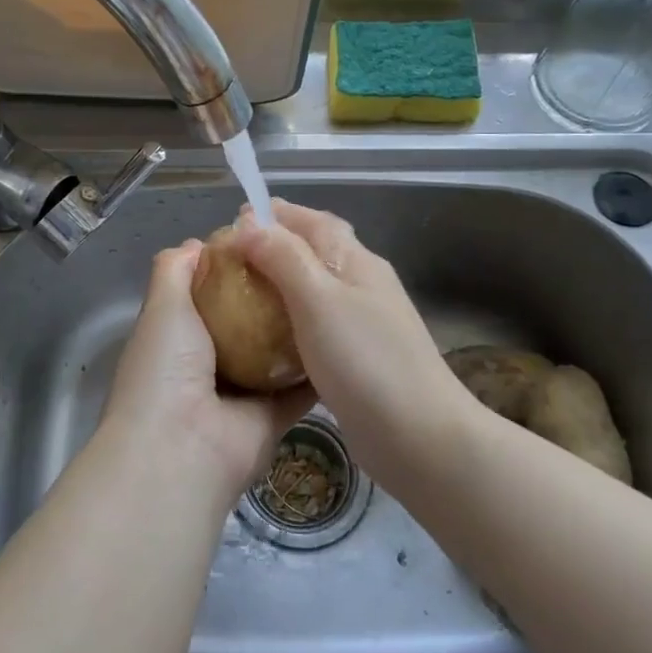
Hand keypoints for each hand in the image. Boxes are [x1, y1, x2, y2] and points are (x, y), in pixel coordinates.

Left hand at [100, 240, 313, 508]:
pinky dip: (319, 366)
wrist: (183, 447)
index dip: (234, 268)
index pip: (210, 295)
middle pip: (247, 322)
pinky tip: (345, 335)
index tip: (266, 241)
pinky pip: (301, 387)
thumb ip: (174, 270)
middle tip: (310, 262)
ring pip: (277, 353)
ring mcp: (243, 393)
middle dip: (272, 295)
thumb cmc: (166, 367)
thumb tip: (197, 243)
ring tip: (333, 290)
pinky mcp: (274, 417)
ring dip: (299, 329)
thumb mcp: (162, 306)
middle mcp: (210, 364)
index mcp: (179, 339)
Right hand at [233, 200, 473, 475]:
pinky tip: (267, 339)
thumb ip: (284, 258)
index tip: (233, 221)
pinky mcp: (357, 358)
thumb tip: (249, 224)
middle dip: (274, 247)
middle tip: (231, 260)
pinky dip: (289, 321)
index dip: (275, 215)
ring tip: (241, 294)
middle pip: (315, 251)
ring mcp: (363, 322)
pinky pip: (316, 325)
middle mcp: (362, 284)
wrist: (420, 437)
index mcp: (357, 261)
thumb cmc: (366, 361)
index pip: (313, 220)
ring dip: (280, 284)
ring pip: (314, 289)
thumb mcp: (318, 300)